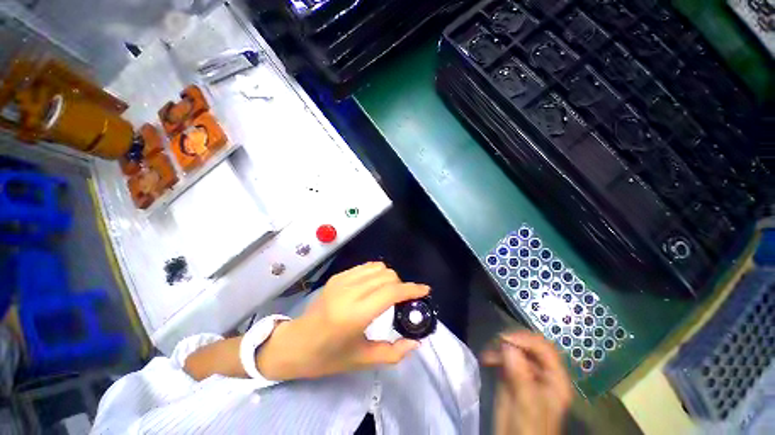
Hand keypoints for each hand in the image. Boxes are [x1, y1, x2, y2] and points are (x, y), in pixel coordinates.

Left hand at [257, 262, 429, 380]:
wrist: (295, 344)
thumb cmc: (327, 357)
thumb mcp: (361, 360)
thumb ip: (393, 352)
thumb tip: (415, 342)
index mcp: (354, 315)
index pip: (391, 292)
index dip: (411, 289)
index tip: (425, 290)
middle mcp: (349, 292)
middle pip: (387, 275)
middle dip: (401, 284)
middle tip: (403, 299)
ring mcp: (341, 280)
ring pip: (377, 267)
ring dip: (389, 277)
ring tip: (389, 292)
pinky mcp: (337, 276)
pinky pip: (365, 267)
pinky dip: (376, 273)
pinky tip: (374, 286)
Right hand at [482, 331, 573, 434]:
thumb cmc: (527, 429)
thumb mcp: (526, 405)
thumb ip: (520, 377)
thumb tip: (507, 346)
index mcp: (555, 380)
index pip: (544, 348)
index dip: (525, 339)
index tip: (503, 339)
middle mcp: (543, 373)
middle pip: (530, 346)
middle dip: (511, 342)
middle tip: (494, 344)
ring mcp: (528, 373)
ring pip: (516, 350)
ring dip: (500, 348)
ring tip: (487, 355)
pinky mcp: (514, 375)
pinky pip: (505, 358)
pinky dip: (494, 355)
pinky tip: (486, 359)